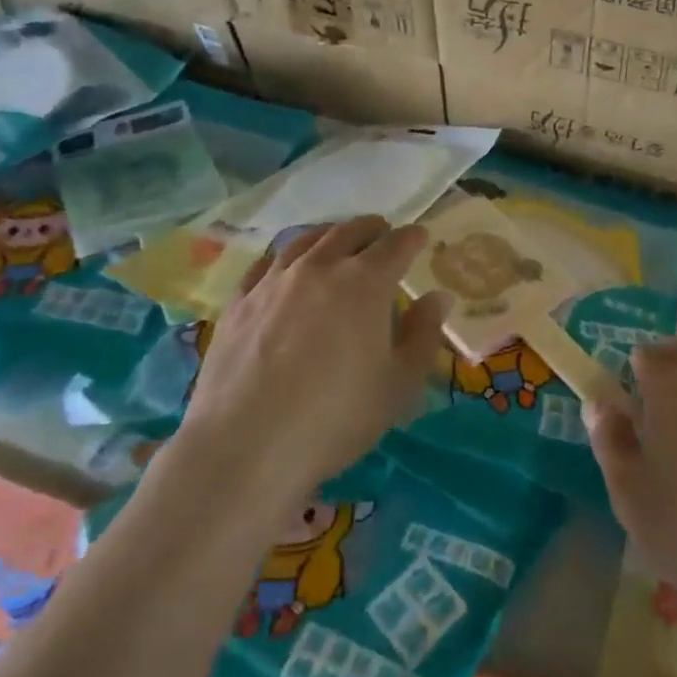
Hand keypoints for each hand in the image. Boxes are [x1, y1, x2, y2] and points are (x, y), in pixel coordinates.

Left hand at [183, 216, 448, 498]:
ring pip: (306, 240)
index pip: (397, 244)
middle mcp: (320, 267)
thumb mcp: (399, 384)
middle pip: (350, 231)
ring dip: (329, 234)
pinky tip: (284, 267)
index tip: (420, 237)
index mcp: (365, 282)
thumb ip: (423, 335)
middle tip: (382, 234)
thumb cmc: (335, 417)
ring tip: (336, 240)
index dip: (412, 238)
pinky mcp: (239, 302)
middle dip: (372, 229)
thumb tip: (437, 298)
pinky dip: (285, 256)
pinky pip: (265, 264)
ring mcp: (274, 281)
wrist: (245, 447)